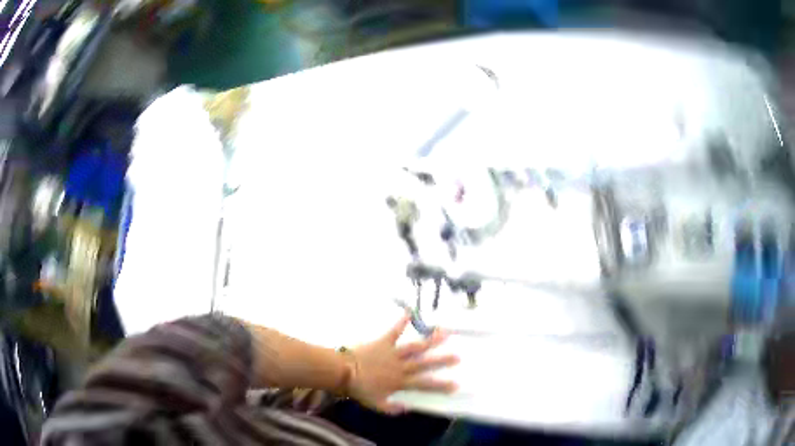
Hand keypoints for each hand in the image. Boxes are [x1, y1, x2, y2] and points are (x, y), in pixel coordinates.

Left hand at [347, 314, 458, 414]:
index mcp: (400, 382)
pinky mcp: (383, 342)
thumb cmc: (360, 389)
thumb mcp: (376, 404)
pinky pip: (394, 331)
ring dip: (430, 340)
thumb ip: (392, 408)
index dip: (441, 385)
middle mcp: (401, 366)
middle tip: (458, 356)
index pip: (425, 384)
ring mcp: (393, 353)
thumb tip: (407, 409)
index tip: (456, 385)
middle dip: (442, 360)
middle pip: (425, 363)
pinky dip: (401, 322)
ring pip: (415, 347)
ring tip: (444, 332)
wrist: (344, 372)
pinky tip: (410, 312)